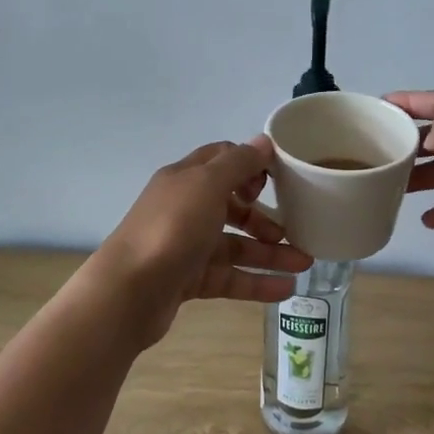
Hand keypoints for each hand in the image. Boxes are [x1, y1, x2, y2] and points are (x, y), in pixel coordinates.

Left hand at [89, 136, 312, 348]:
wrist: (128, 292)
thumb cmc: (171, 228)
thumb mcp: (208, 185)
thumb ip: (239, 163)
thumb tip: (264, 141)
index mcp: (186, 179)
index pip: (222, 160)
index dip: (251, 166)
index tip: (279, 180)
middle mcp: (185, 209)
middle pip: (232, 206)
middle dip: (265, 216)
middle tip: (293, 227)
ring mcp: (186, 246)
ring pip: (235, 245)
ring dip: (270, 253)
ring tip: (304, 263)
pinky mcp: (188, 280)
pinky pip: (229, 277)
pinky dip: (257, 282)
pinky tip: (286, 289)